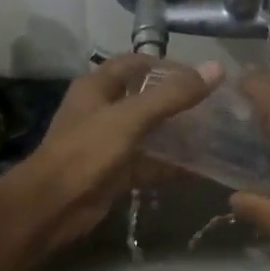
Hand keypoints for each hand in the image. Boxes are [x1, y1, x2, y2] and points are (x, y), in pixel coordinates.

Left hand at [0, 55, 220, 254]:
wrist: (53, 206)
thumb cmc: (87, 151)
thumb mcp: (131, 117)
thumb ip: (173, 95)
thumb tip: (216, 69)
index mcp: (97, 87)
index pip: (135, 64)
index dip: (166, 66)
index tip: (200, 76)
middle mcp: (101, 111)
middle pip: (145, 99)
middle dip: (177, 102)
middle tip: (213, 107)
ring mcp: (108, 144)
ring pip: (149, 134)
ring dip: (176, 135)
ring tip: (213, 136)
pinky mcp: (115, 173)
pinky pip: (148, 165)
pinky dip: (171, 167)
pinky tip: (200, 170)